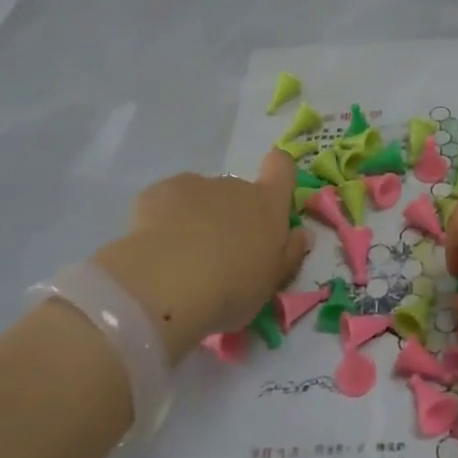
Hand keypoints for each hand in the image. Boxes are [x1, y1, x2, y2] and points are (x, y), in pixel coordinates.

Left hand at [93, 151, 309, 362]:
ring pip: (201, 197)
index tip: (269, 194)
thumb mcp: (270, 284)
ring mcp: (196, 184)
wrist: (168, 285)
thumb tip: (301, 234)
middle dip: (230, 215)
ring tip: (181, 257)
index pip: (282, 168)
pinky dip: (164, 219)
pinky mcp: (160, 191)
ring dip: (197, 217)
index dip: (278, 173)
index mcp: (267, 206)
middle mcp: (235, 186)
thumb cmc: (231, 289)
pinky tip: (156, 249)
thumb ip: (288, 254)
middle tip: (217, 255)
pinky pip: (167, 202)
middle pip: (238, 191)